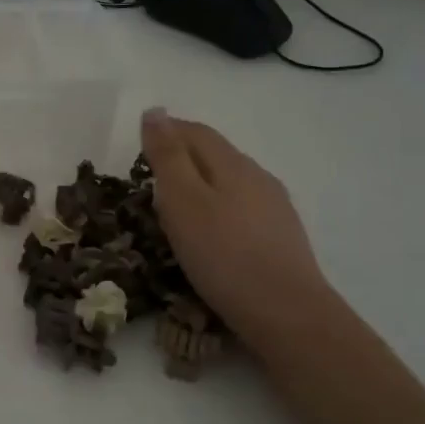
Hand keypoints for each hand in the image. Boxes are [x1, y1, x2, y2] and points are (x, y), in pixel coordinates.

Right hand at [141, 108, 334, 349]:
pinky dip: (217, 208)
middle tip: (149, 177)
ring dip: (200, 183)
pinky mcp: (280, 237)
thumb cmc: (223, 254)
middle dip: (181, 156)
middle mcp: (258, 177)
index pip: (195, 132)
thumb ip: (168, 156)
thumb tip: (155, 111)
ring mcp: (274, 207)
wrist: (286, 313)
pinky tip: (210, 233)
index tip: (137, 146)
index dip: (165, 131)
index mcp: (232, 164)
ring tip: (174, 207)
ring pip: (229, 181)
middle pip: (215, 154)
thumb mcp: (183, 201)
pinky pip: (241, 208)